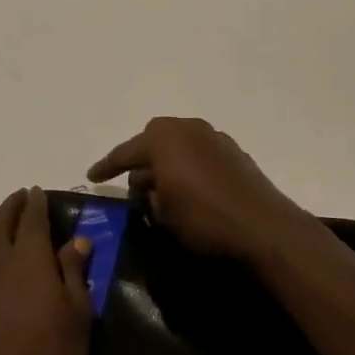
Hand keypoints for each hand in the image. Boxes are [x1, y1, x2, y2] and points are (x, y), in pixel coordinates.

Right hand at [87, 117, 309, 260]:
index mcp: (164, 139)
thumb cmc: (204, 220)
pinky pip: (199, 151)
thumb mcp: (164, 213)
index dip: (107, 165)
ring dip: (167, 160)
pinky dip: (188, 163)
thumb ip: (150, 194)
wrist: (263, 226)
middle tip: (134, 183)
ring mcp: (215, 137)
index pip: (126, 152)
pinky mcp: (234, 151)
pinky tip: (189, 186)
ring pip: (180, 142)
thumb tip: (150, 187)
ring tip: (161, 188)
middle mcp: (189, 129)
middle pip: (154, 137)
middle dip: (141, 157)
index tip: (92, 176)